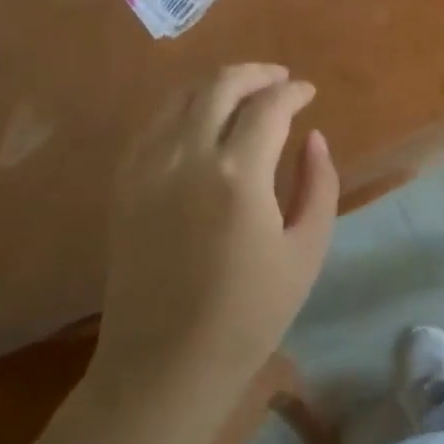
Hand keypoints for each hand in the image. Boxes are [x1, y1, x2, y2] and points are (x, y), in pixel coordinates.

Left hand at [93, 64, 337, 401]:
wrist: (162, 369)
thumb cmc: (248, 316)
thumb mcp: (307, 251)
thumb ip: (318, 183)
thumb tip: (313, 137)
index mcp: (238, 176)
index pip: (269, 106)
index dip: (294, 92)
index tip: (309, 93)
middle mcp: (187, 158)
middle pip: (220, 86)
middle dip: (256, 74)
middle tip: (280, 80)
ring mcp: (148, 170)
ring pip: (181, 97)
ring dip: (218, 84)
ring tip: (245, 92)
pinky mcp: (124, 186)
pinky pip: (154, 124)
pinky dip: (183, 108)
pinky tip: (202, 121)